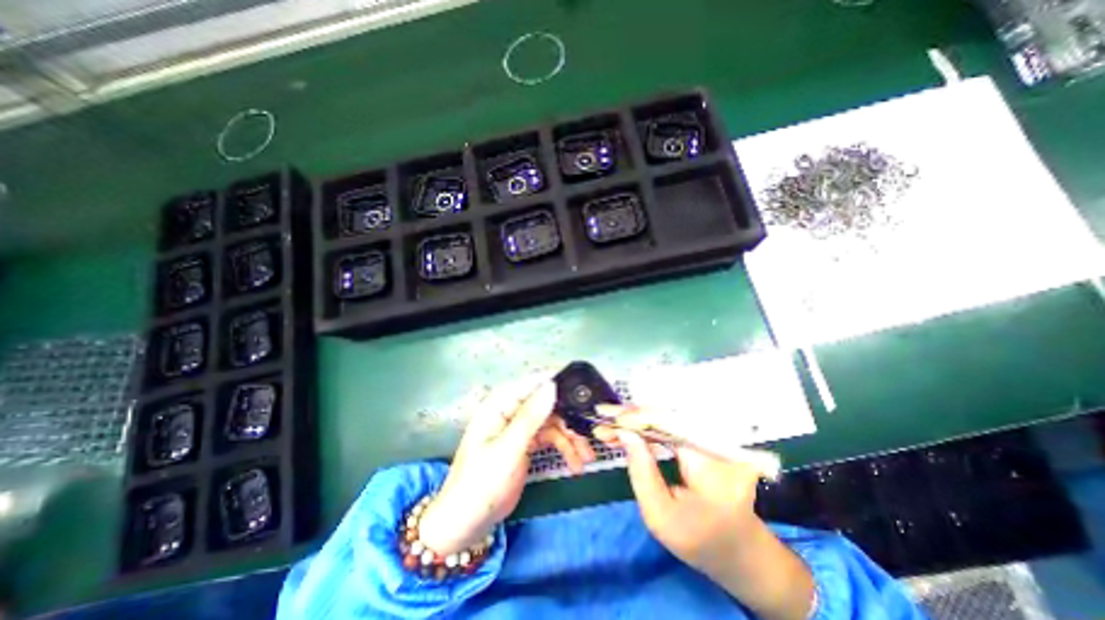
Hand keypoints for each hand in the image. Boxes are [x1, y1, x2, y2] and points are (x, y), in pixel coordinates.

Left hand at [418, 381, 596, 553]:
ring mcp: (519, 428)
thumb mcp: (508, 449)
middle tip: (590, 432)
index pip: (533, 383)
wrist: (467, 524)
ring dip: (571, 438)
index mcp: (500, 404)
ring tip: (587, 457)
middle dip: (569, 417)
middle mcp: (511, 410)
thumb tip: (551, 386)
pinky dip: (564, 449)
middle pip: (547, 403)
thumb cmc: (482, 483)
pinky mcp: (526, 443)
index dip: (558, 382)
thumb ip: (531, 417)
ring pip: (553, 422)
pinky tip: (576, 464)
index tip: (584, 388)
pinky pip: (550, 438)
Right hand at [591, 408, 765, 570]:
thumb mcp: (661, 516)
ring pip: (669, 419)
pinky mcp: (708, 439)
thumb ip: (641, 472)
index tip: (607, 417)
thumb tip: (625, 433)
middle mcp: (717, 443)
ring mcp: (715, 438)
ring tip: (610, 427)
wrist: (740, 549)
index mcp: (711, 466)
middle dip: (631, 416)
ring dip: (637, 421)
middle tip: (602, 420)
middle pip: (668, 417)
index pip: (670, 425)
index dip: (637, 417)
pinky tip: (629, 431)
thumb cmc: (700, 541)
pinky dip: (649, 428)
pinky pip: (673, 427)